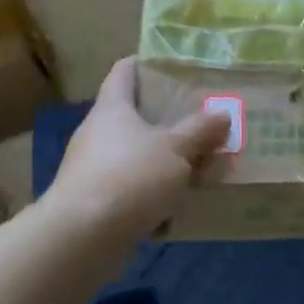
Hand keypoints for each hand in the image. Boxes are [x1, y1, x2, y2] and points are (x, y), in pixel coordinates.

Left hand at [48, 59, 229, 238]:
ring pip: (136, 158)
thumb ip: (201, 131)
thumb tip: (222, 114)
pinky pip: (131, 193)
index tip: (174, 67)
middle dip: (168, 123)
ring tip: (198, 173)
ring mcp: (93, 171)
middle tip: (202, 124)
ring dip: (163, 165)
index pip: (125, 71)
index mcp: (113, 108)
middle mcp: (98, 134)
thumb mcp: (177, 150)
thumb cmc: (130, 178)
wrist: (81, 240)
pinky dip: (152, 200)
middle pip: (135, 117)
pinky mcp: (94, 204)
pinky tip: (175, 214)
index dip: (147, 64)